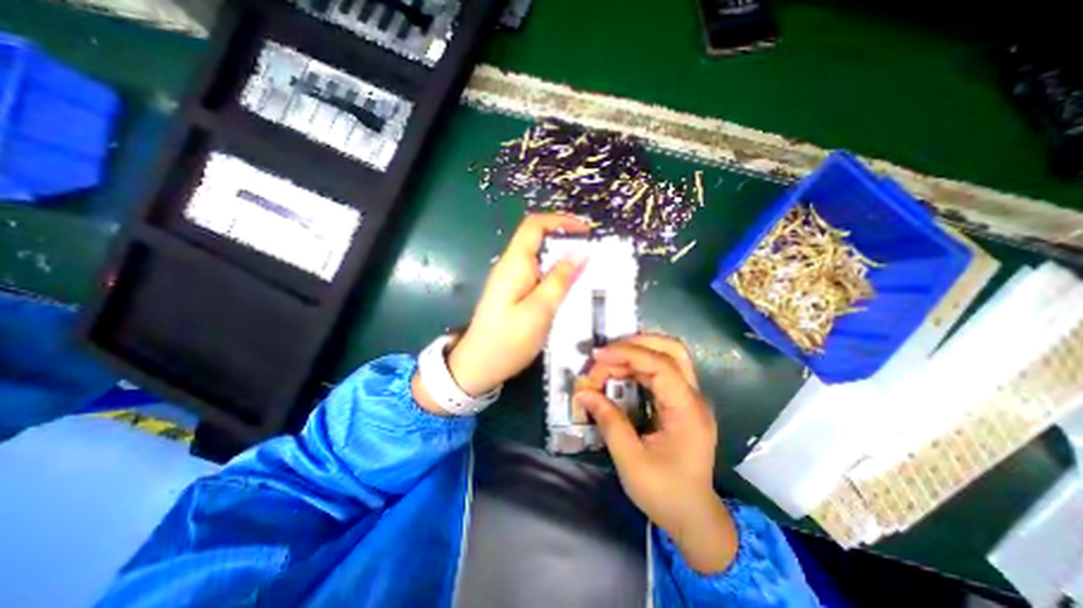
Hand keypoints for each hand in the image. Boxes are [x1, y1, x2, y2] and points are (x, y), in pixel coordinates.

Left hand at [445, 215, 589, 395]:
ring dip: (562, 259)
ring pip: (539, 258)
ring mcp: (510, 280)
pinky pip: (537, 275)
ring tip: (586, 272)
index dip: (561, 221)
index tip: (587, 231)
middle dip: (566, 240)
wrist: (478, 366)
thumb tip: (581, 252)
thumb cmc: (508, 340)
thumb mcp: (540, 310)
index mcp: (514, 264)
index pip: (535, 225)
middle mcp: (510, 266)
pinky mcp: (513, 293)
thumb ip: (560, 279)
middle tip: (592, 255)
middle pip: (538, 239)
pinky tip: (567, 289)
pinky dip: (555, 275)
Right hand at [574, 335, 735, 572]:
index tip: (597, 358)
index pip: (661, 364)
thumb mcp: (630, 460)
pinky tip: (619, 374)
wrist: (693, 518)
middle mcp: (693, 397)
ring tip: (606, 364)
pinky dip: (638, 366)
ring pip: (666, 356)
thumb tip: (583, 393)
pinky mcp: (681, 402)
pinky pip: (660, 371)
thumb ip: (608, 420)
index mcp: (687, 410)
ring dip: (634, 354)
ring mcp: (690, 398)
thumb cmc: (664, 493)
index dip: (627, 353)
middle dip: (635, 344)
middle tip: (604, 355)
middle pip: (671, 350)